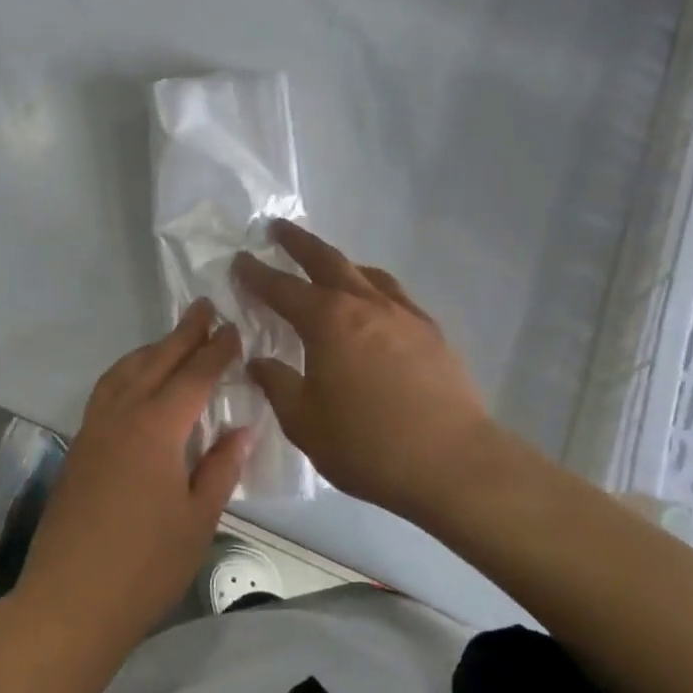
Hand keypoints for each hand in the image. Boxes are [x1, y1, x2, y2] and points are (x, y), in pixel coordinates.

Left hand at [14, 300, 250, 656]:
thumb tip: (241, 428)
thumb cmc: (145, 565)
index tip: (234, 328)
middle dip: (183, 334)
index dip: (216, 351)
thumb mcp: (198, 519)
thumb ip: (220, 468)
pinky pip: (106, 392)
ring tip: (172, 339)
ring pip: (124, 372)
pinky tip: (135, 384)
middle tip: (204, 308)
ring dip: (151, 350)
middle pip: (156, 362)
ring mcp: (93, 429)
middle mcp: (121, 415)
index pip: (193, 376)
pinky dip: (127, 373)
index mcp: (156, 428)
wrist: (70, 600)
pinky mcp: (78, 447)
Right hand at [233, 222, 496, 523]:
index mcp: (327, 322)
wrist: (452, 463)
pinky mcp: (431, 333)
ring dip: (339, 263)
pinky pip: (394, 295)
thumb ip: (277, 385)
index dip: (257, 273)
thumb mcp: (304, 421)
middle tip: (277, 228)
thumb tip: (259, 361)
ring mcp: (403, 315)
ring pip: (365, 274)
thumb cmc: (366, 444)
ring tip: (327, 265)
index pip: (282, 288)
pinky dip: (373, 287)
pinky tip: (373, 304)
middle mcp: (365, 305)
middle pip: (326, 261)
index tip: (240, 259)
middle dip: (298, 243)